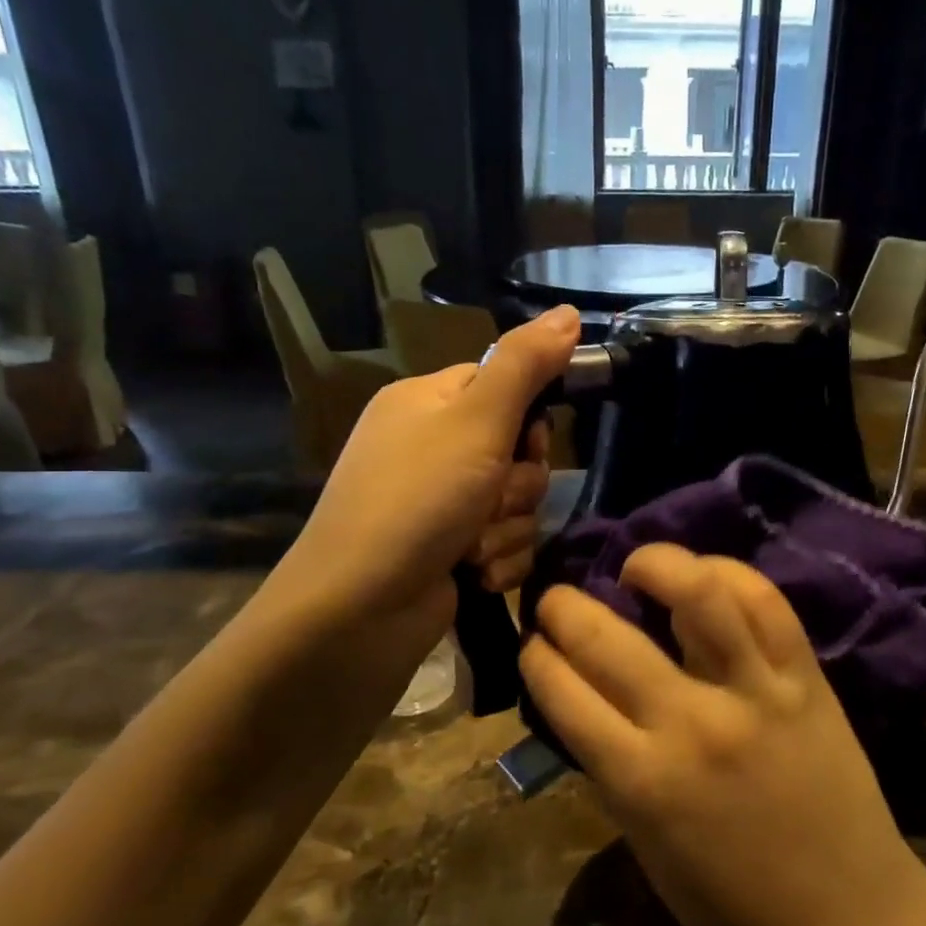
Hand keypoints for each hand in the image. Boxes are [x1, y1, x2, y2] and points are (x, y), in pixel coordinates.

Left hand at [254, 307, 577, 682]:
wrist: (357, 612)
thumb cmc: (416, 501)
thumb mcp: (475, 421)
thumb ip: (525, 365)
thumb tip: (568, 312)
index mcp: (427, 403)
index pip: (504, 387)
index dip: (527, 418)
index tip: (527, 442)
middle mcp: (431, 449)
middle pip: (519, 451)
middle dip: (516, 486)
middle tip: (488, 499)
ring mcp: (439, 504)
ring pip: (518, 504)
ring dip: (507, 529)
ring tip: (471, 547)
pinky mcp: (450, 552)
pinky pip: (505, 544)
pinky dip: (497, 560)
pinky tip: (471, 574)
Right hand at [520, 545, 925, 925]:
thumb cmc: (735, 912)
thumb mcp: (647, 846)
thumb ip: (613, 766)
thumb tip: (584, 699)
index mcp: (641, 782)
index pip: (562, 691)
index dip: (535, 656)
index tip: (532, 643)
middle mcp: (692, 725)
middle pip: (606, 637)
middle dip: (563, 606)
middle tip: (557, 599)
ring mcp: (755, 693)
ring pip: (696, 594)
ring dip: (652, 564)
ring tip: (635, 568)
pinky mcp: (806, 680)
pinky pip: (766, 603)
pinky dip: (727, 574)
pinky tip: (705, 577)